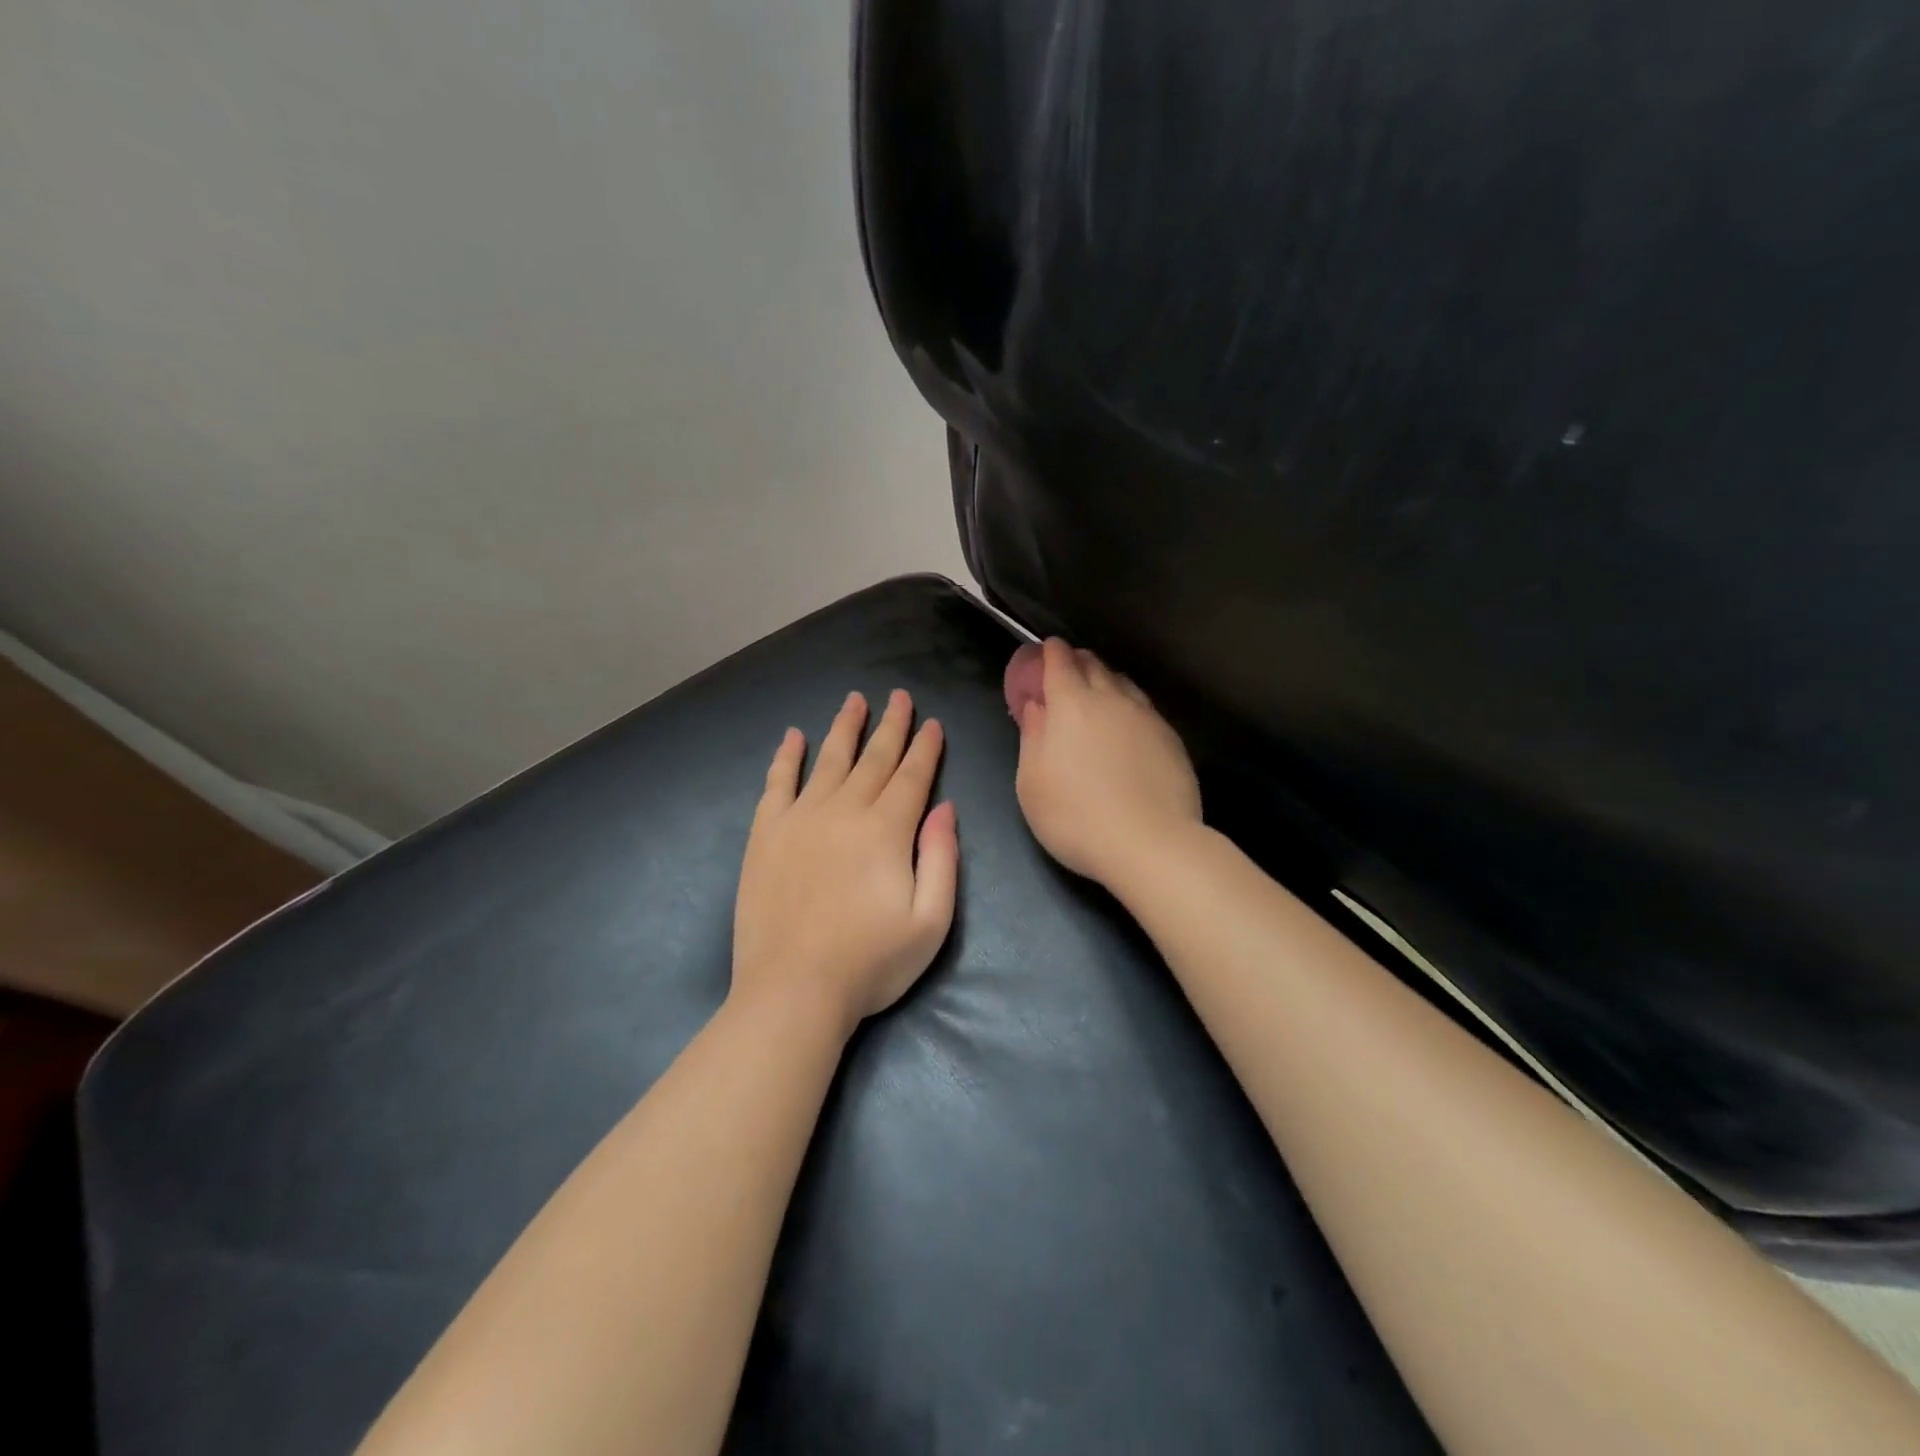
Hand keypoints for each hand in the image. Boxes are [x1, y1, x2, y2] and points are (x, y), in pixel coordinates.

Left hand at [732, 690, 957, 1035]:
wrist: (792, 991)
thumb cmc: (870, 964)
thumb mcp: (930, 922)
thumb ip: (942, 859)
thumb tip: (944, 809)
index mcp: (886, 831)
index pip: (912, 776)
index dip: (925, 748)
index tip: (932, 723)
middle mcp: (844, 812)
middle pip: (873, 759)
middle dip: (890, 726)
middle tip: (899, 696)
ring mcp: (799, 820)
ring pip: (828, 760)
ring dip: (844, 728)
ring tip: (854, 700)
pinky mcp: (765, 835)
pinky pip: (777, 783)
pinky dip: (786, 757)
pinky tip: (793, 736)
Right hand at [1009, 638, 1200, 887]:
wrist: (1150, 844)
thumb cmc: (1075, 816)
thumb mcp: (1032, 783)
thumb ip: (1032, 737)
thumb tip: (1036, 707)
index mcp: (1071, 705)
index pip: (1060, 662)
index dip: (1051, 653)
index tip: (1047, 650)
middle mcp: (1112, 700)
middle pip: (1094, 666)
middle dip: (1078, 662)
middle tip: (1067, 672)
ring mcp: (1147, 718)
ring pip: (1124, 684)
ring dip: (1107, 681)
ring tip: (1098, 695)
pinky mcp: (1172, 740)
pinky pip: (1145, 709)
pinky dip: (1129, 707)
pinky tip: (1127, 727)